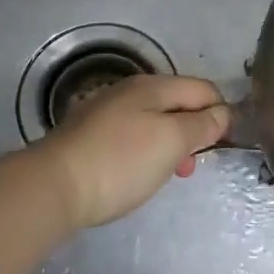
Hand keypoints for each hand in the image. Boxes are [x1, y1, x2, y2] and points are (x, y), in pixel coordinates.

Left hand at [34, 74, 231, 229]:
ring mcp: (106, 112)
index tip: (222, 146)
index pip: (203, 89)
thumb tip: (223, 113)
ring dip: (171, 145)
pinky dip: (146, 152)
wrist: (51, 188)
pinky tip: (138, 174)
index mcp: (153, 85)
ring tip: (169, 175)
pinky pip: (133, 137)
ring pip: (156, 122)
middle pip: (179, 103)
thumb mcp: (172, 141)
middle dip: (195, 131)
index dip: (220, 113)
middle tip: (192, 165)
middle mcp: (130, 91)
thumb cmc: (120, 162)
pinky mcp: (89, 137)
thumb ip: (203, 124)